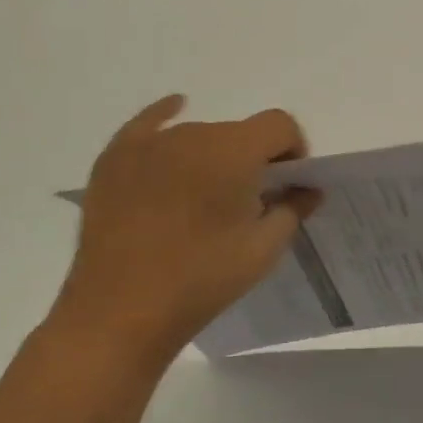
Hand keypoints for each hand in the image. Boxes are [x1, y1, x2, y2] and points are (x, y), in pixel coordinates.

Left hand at [49, 95, 319, 371]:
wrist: (120, 313)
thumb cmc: (202, 280)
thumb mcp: (263, 249)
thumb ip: (292, 208)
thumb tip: (307, 189)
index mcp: (235, 150)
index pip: (280, 125)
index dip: (293, 150)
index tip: (286, 185)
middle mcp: (194, 133)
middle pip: (238, 132)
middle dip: (252, 159)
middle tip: (245, 203)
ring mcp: (149, 143)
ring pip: (197, 135)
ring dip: (212, 156)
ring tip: (201, 200)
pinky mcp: (115, 158)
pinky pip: (148, 124)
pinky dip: (166, 118)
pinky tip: (175, 108)